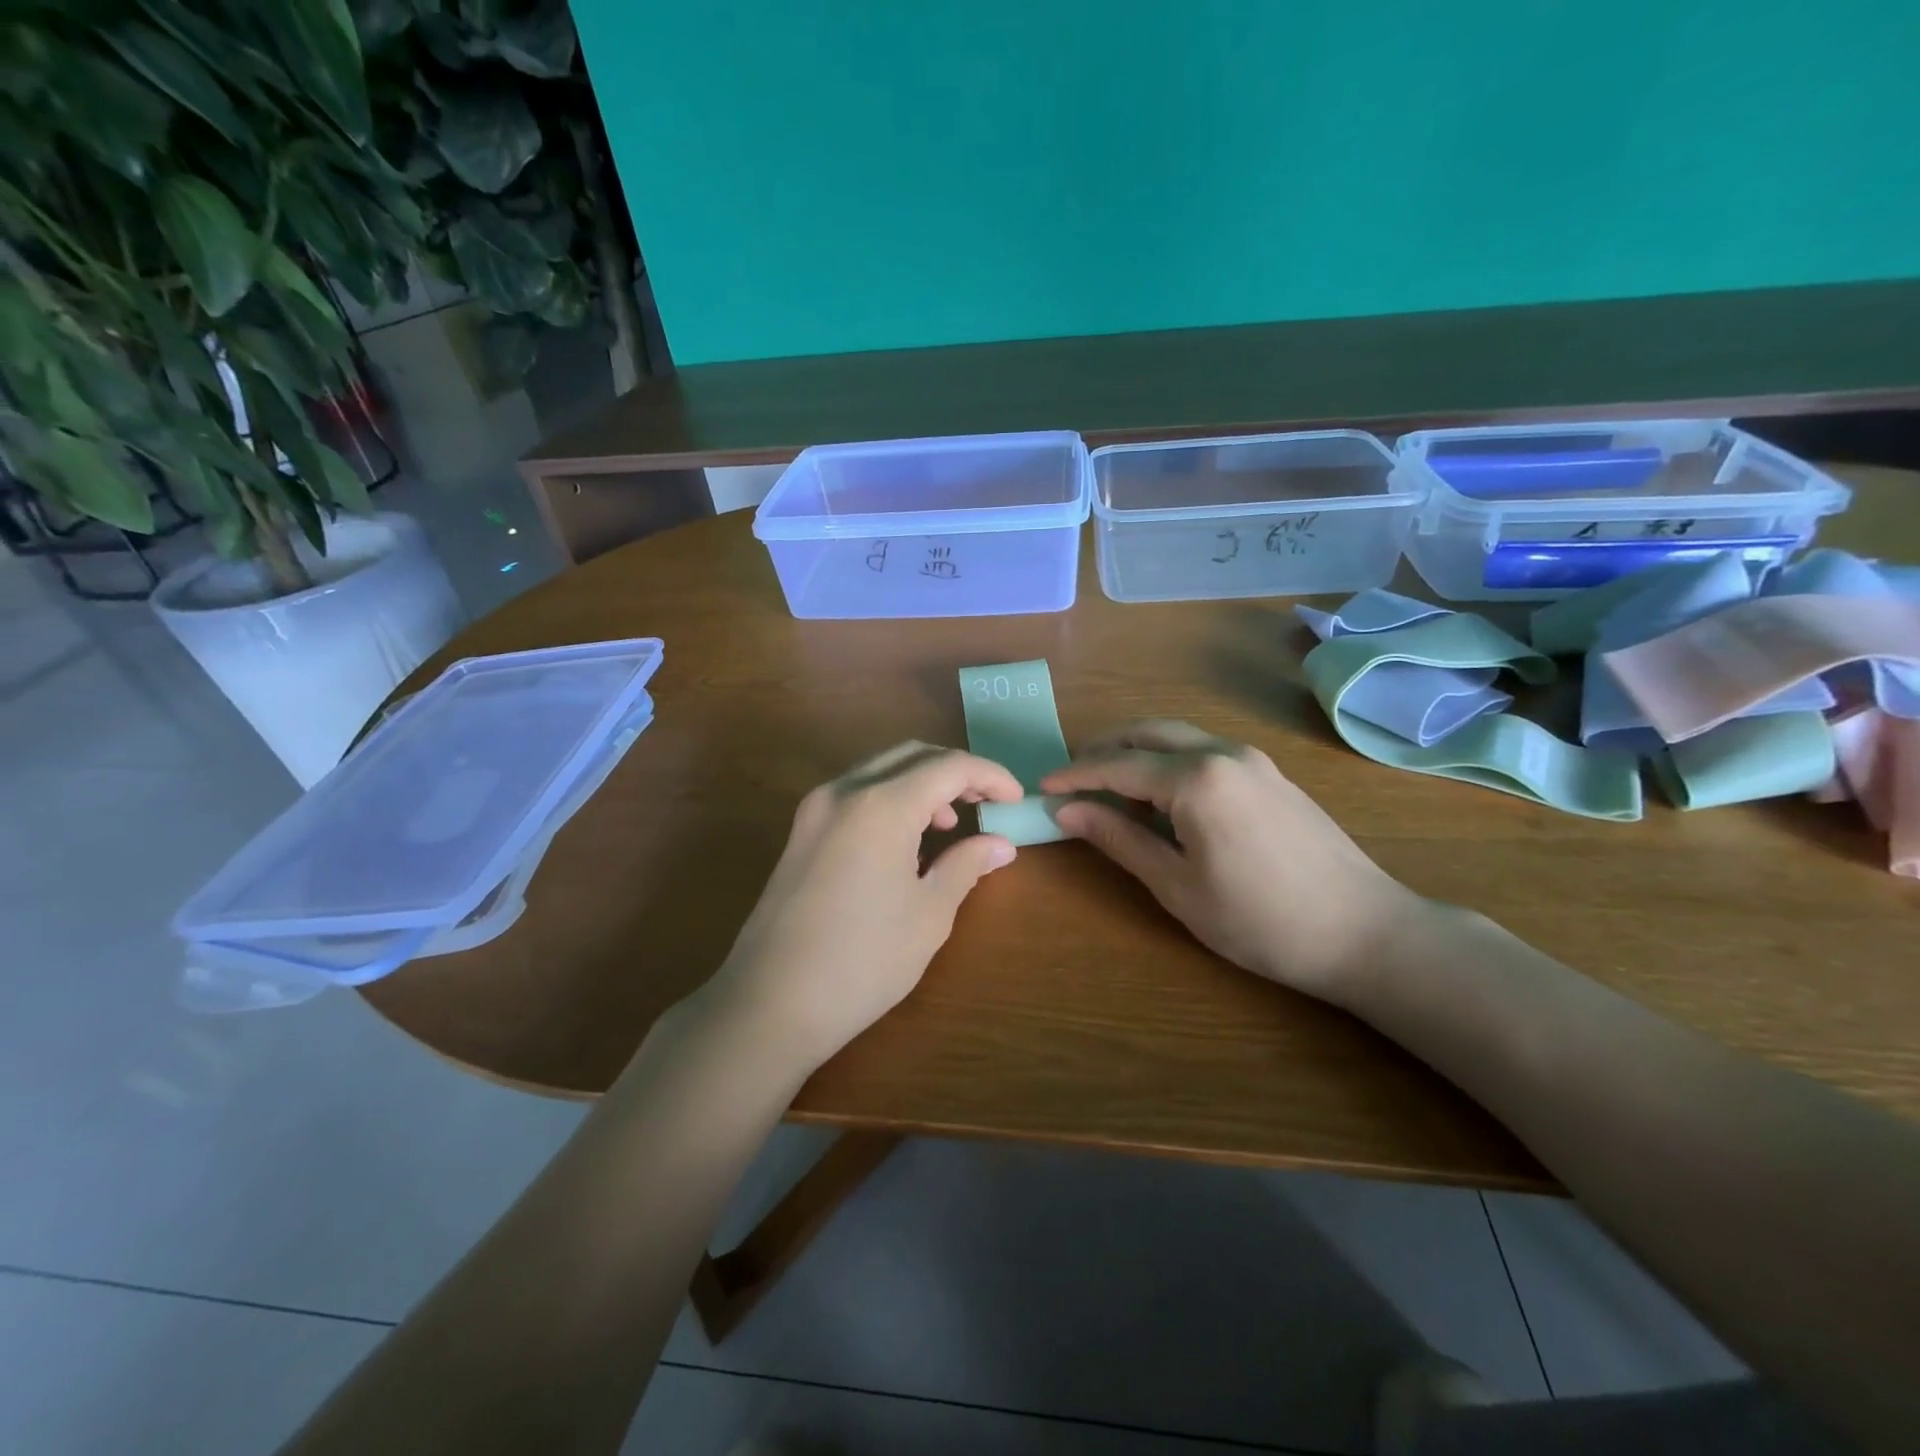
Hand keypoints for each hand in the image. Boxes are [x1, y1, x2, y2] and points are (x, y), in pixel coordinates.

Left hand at [702, 743, 1022, 1072]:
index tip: (1016, 799)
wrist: (769, 1003)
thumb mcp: (929, 914)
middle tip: (986, 803)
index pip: (949, 766)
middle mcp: (844, 792)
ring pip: (880, 770)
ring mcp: (815, 810)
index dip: (990, 776)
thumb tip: (999, 844)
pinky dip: (890, 800)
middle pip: (912, 756)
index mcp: (881, 804)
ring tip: (948, 825)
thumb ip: (966, 865)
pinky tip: (905, 842)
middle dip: (955, 772)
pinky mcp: (800, 832)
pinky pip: (856, 794)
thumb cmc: (863, 961)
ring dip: (921, 785)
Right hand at [1041, 720, 1426, 999]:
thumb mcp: (1177, 885)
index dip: (1075, 775)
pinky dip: (1170, 762)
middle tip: (1071, 780)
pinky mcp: (1270, 774)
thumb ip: (1119, 839)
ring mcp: (1252, 760)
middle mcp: (1223, 752)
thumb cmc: (1259, 920)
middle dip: (1104, 750)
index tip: (1042, 788)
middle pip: (1148, 733)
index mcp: (1196, 778)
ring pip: (1178, 737)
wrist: (1364, 932)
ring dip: (1137, 753)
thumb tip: (1067, 811)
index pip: (1118, 765)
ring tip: (1109, 790)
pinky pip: (1205, 752)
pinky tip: (1162, 799)